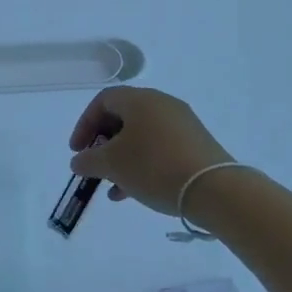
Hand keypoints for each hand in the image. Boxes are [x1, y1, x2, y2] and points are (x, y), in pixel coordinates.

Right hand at [69, 87, 233, 216]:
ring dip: (121, 159)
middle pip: (122, 117)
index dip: (84, 125)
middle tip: (95, 166)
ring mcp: (182, 124)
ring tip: (112, 187)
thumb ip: (88, 160)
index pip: (103, 101)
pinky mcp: (195, 144)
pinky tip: (133, 192)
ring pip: (141, 136)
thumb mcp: (112, 165)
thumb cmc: (154, 167)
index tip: (77, 151)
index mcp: (140, 99)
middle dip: (103, 144)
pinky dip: (142, 164)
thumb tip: (78, 161)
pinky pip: (159, 148)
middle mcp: (162, 104)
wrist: (214, 189)